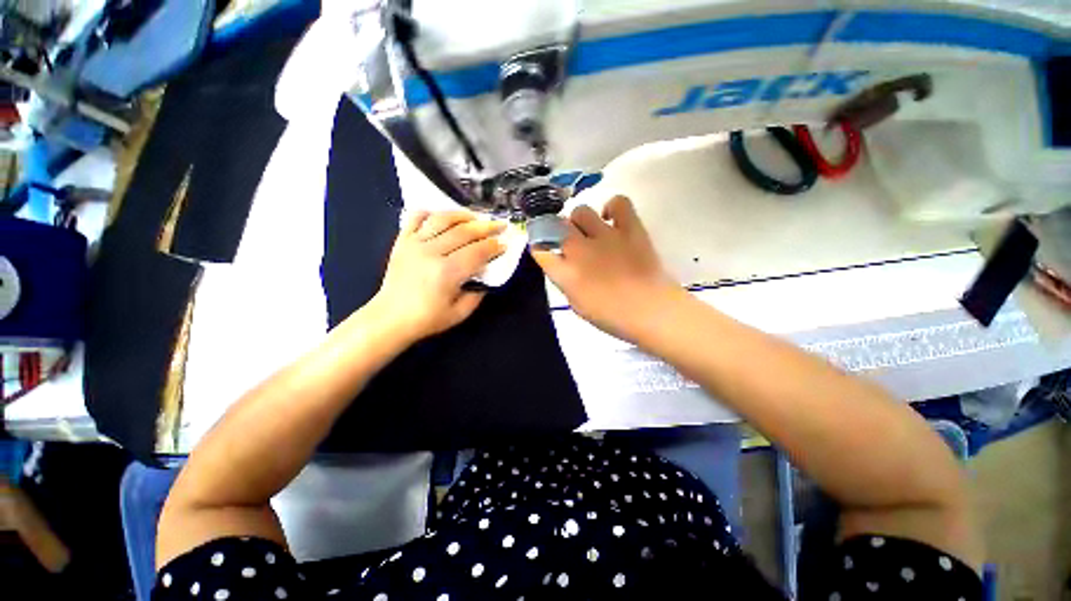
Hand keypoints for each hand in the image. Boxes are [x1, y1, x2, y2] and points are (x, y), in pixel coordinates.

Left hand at [370, 211, 505, 342]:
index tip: (504, 244)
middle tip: (500, 225)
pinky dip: (431, 213)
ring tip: (475, 218)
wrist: (390, 318)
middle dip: (486, 227)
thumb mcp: (460, 313)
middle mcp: (431, 252)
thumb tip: (486, 277)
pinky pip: (416, 218)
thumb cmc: (427, 319)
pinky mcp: (402, 241)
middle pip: (464, 232)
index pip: (477, 252)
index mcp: (447, 272)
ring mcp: (415, 244)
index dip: (493, 246)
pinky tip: (442, 217)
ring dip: (462, 216)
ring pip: (442, 219)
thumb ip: (477, 294)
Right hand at [532, 196, 681, 342]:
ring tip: (590, 230)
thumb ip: (566, 283)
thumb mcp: (578, 306)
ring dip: (580, 220)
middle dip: (559, 232)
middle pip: (558, 226)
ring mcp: (606, 236)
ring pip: (582, 211)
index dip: (540, 248)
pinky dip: (613, 207)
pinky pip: (619, 203)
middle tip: (570, 241)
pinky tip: (612, 219)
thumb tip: (563, 267)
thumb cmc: (614, 317)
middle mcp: (581, 250)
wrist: (653, 312)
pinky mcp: (630, 228)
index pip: (541, 252)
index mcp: (567, 274)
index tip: (545, 250)